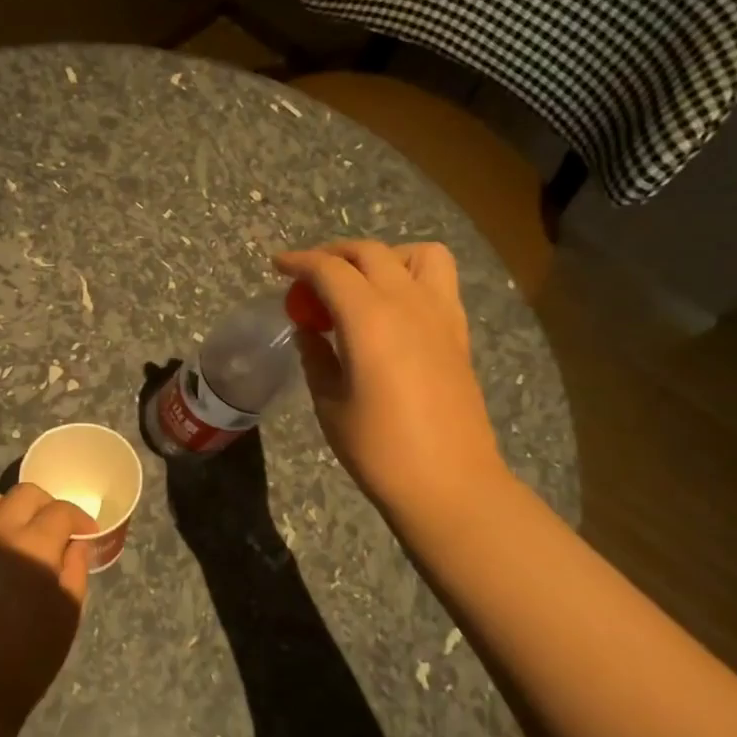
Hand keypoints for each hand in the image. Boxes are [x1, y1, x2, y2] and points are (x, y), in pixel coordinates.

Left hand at [0, 483, 93, 711]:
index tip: (87, 534)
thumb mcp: (67, 614)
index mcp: (34, 545)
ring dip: (13, 511)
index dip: (79, 518)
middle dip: (47, 504)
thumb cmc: (29, 656)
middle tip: (58, 528)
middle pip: (24, 493)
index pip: (60, 510)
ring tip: (24, 536)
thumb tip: (75, 544)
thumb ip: (75, 570)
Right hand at [274, 240, 508, 532]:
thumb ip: (316, 357)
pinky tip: (391, 310)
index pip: (330, 270)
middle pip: (371, 253)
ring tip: (361, 284)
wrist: (449, 483)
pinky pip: (438, 283)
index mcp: (370, 320)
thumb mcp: (330, 403)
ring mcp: (441, 316)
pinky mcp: (458, 334)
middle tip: (309, 276)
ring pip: (418, 254)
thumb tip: (309, 331)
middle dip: (334, 254)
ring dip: (384, 257)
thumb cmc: (378, 449)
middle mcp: (409, 304)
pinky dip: (410, 278)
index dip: (299, 262)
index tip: (278, 266)